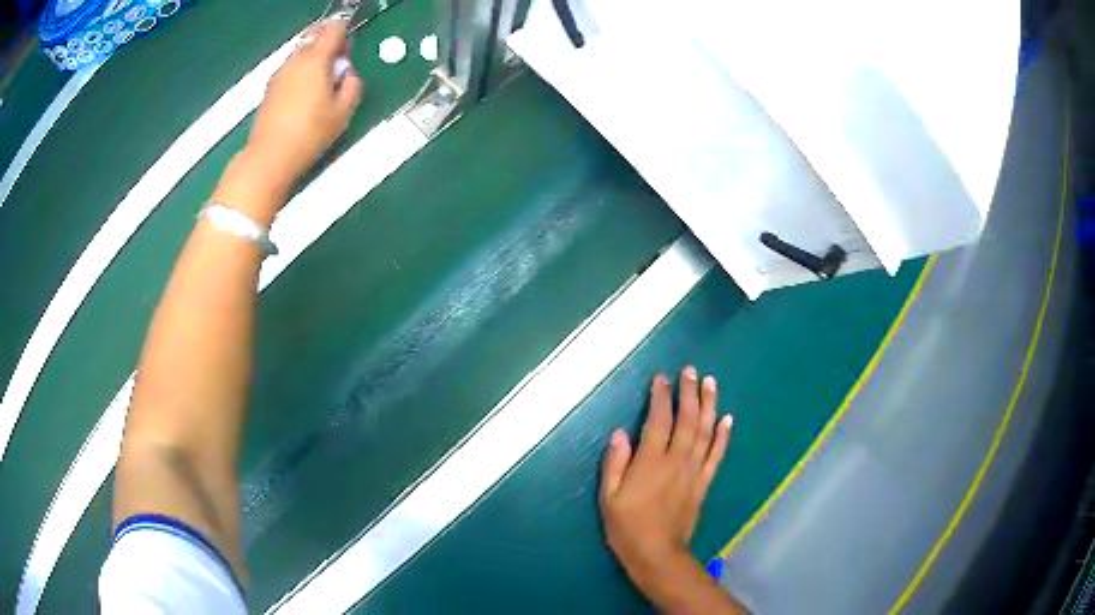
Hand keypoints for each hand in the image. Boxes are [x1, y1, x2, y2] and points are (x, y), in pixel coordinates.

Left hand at [245, 19, 362, 189]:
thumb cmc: (309, 134)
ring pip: (301, 54)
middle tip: (335, 71)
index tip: (347, 56)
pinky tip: (304, 100)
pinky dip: (299, 76)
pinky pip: (290, 71)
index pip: (334, 29)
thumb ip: (353, 84)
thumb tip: (349, 74)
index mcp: (316, 60)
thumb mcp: (344, 111)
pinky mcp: (270, 89)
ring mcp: (279, 74)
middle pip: (315, 37)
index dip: (345, 37)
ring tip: (319, 89)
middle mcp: (295, 61)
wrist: (271, 157)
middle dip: (328, 47)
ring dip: (313, 62)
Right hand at [600, 367, 731, 588]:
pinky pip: (717, 455)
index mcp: (650, 461)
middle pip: (687, 419)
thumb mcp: (609, 497)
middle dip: (689, 392)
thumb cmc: (627, 526)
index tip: (661, 377)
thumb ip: (615, 463)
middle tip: (690, 370)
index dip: (661, 396)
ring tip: (711, 382)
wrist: (657, 554)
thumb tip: (619, 432)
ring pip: (705, 431)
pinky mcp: (704, 483)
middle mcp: (676, 460)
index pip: (658, 420)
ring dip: (709, 405)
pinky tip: (727, 419)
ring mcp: (694, 471)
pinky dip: (723, 435)